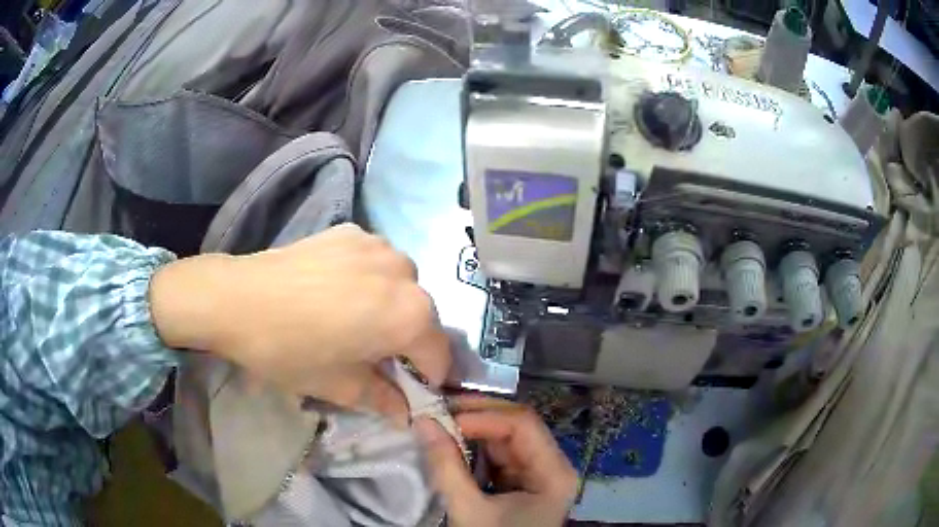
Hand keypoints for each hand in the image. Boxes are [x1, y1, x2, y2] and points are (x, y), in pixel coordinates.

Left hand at [149, 224, 450, 418]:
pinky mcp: (352, 231)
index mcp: (410, 315)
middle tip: (372, 356)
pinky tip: (335, 290)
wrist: (237, 298)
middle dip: (406, 341)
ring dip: (389, 306)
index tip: (405, 390)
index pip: (439, 355)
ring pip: (400, 285)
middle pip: (421, 317)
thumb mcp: (339, 386)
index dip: (426, 379)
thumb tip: (406, 413)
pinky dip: (368, 280)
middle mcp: (406, 273)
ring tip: (352, 318)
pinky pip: (375, 261)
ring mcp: (378, 245)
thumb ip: (384, 400)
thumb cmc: (290, 350)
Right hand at [416, 396, 576, 526]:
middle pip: (517, 426)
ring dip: (472, 430)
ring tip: (439, 424)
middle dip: (476, 416)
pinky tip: (451, 444)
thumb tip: (423, 422)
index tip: (443, 418)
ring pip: (506, 438)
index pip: (523, 424)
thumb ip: (447, 467)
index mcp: (553, 473)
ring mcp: (537, 473)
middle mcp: (551, 466)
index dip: (483, 415)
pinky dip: (474, 448)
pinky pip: (498, 455)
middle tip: (437, 411)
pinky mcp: (522, 482)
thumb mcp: (469, 510)